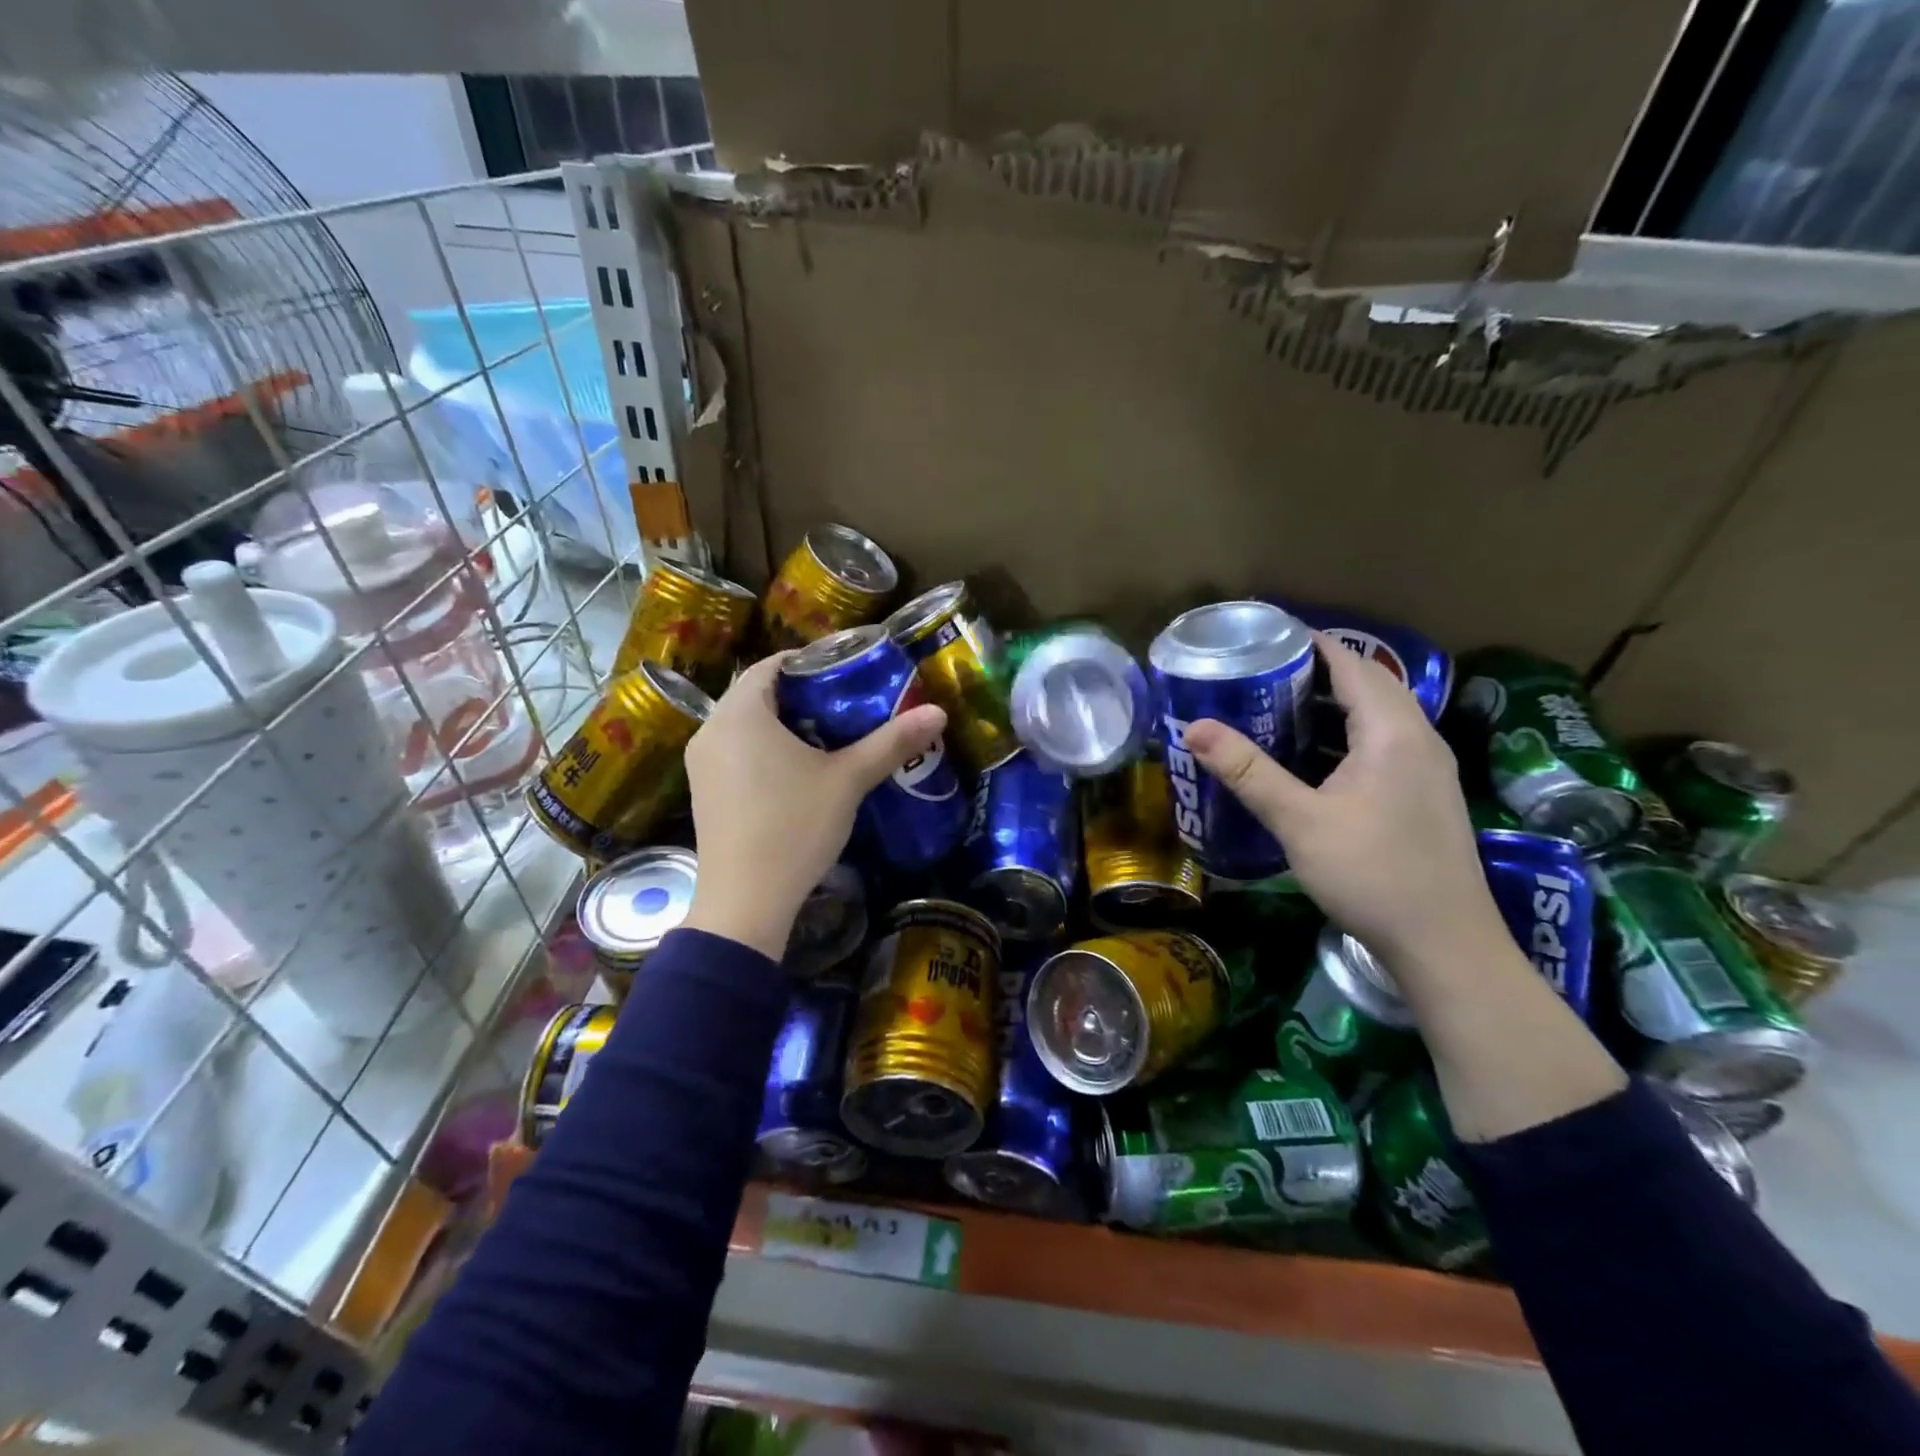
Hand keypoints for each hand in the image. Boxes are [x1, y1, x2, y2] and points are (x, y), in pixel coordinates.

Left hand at [681, 653, 946, 958]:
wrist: (745, 901)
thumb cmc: (794, 827)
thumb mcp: (848, 780)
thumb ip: (891, 743)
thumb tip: (939, 713)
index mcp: (740, 712)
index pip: (772, 664)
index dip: (811, 662)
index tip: (848, 672)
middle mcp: (712, 729)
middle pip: (759, 694)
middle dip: (803, 696)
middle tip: (848, 705)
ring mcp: (702, 764)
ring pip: (746, 726)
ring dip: (784, 725)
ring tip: (830, 737)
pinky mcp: (704, 793)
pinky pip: (736, 753)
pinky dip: (765, 750)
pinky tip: (798, 773)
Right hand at [1183, 632, 1503, 969]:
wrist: (1444, 943)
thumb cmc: (1371, 872)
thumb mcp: (1299, 820)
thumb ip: (1247, 771)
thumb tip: (1193, 727)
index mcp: (1392, 732)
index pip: (1352, 664)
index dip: (1311, 643)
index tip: (1266, 635)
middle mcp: (1419, 739)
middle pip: (1369, 685)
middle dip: (1318, 671)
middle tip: (1263, 671)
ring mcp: (1428, 769)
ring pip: (1379, 716)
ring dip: (1334, 704)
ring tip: (1279, 706)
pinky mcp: (1425, 796)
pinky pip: (1384, 744)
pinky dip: (1348, 735)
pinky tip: (1315, 758)